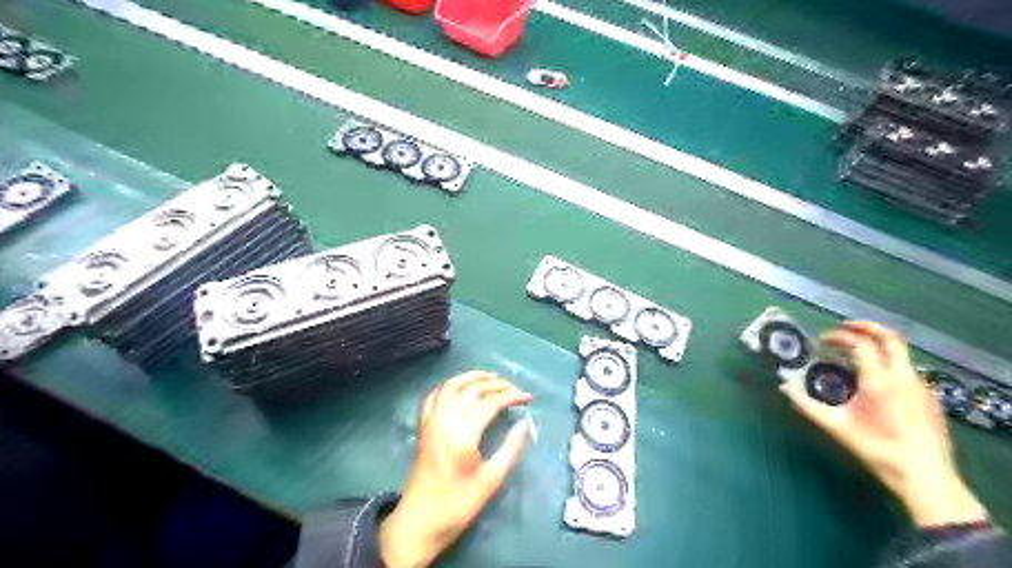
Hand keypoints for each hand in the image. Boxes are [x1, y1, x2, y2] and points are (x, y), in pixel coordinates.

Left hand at [379, 370, 532, 565]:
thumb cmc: (458, 505)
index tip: (528, 398)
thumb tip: (525, 424)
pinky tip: (460, 387)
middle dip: (496, 384)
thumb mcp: (491, 481)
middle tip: (515, 388)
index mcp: (462, 437)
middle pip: (471, 390)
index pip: (489, 403)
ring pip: (451, 387)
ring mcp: (430, 423)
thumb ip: (510, 450)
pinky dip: (449, 386)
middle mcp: (444, 423)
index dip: (511, 396)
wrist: (419, 523)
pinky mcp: (423, 427)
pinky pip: (434, 396)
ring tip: (491, 376)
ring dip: (472, 377)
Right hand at [776, 323, 984, 524]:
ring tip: (855, 351)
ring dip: (877, 344)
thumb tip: (784, 387)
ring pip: (901, 352)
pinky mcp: (929, 397)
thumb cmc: (876, 449)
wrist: (924, 477)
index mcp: (879, 381)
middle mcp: (903, 377)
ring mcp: (920, 386)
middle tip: (844, 327)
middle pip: (890, 337)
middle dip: (866, 327)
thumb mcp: (835, 427)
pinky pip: (908, 368)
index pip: (860, 344)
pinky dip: (889, 360)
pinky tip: (876, 377)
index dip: (838, 336)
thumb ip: (806, 404)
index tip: (822, 341)